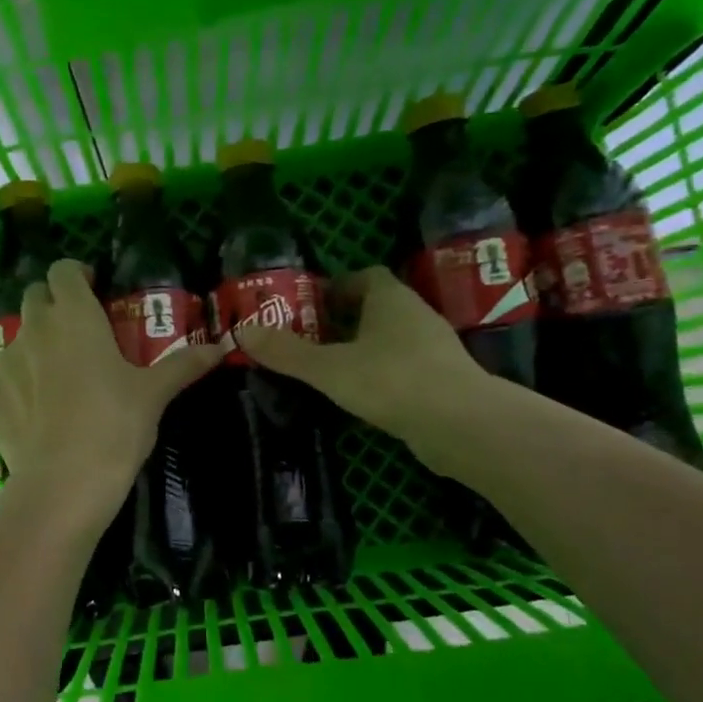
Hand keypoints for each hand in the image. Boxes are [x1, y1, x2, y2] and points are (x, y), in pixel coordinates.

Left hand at [0, 260, 224, 527]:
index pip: (63, 270)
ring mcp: (4, 362)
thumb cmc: (115, 426)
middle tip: (78, 334)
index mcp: (74, 316)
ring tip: (57, 381)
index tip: (93, 292)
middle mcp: (34, 329)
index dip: (77, 276)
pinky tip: (32, 413)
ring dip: (35, 348)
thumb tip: (218, 349)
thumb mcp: (154, 395)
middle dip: (53, 306)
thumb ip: (183, 365)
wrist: (64, 483)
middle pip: (35, 297)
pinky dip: (13, 388)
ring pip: (17, 340)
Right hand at [234, 266, 500, 475]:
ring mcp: (433, 349)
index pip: (365, 277)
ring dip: (363, 349)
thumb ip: (286, 352)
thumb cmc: (391, 380)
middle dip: (345, 320)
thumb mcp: (328, 367)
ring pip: (391, 340)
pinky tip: (361, 396)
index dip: (338, 287)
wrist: (461, 424)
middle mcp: (415, 316)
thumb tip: (241, 331)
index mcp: (390, 299)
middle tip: (310, 339)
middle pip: (377, 308)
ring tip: (329, 370)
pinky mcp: (441, 381)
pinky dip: (381, 375)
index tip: (311, 306)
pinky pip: (404, 368)